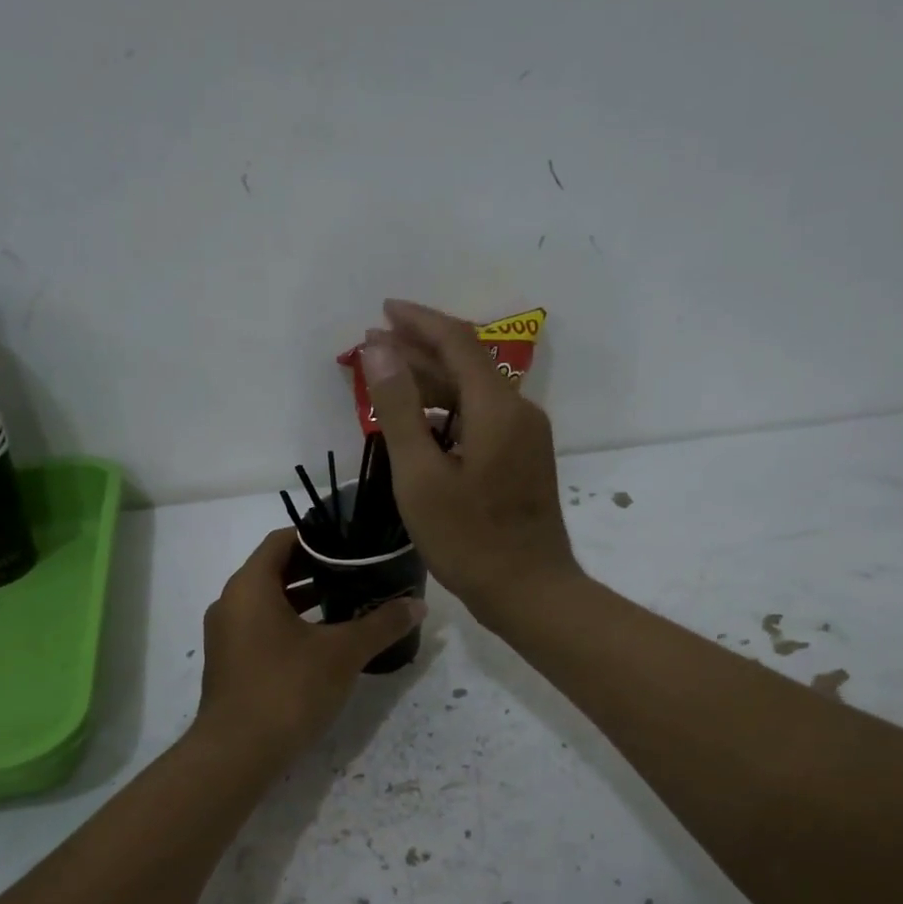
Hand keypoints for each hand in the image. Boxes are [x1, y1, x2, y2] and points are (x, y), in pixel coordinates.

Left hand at [195, 529, 426, 767]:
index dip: (318, 535)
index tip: (352, 541)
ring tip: (349, 601)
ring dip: (306, 598)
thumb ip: (381, 624)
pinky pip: (262, 627)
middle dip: (317, 568)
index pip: (282, 540)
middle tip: (359, 570)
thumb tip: (418, 605)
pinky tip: (325, 640)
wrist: (237, 754)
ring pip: (269, 602)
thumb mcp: (342, 653)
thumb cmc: (287, 689)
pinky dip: (292, 624)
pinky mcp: (231, 663)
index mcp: (250, 586)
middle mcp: (231, 603)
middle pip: (276, 570)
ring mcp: (227, 635)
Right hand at [360, 300, 582, 627]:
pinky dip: (450, 413)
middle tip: (373, 346)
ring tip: (389, 380)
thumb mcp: (420, 476)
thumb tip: (380, 348)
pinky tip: (423, 425)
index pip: (456, 343)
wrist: (529, 591)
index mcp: (498, 408)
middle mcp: (520, 412)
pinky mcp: (525, 461)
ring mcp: (527, 438)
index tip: (381, 312)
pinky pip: (483, 420)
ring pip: (475, 394)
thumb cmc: (468, 540)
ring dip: (433, 383)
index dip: (418, 322)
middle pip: (468, 364)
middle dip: (420, 350)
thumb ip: (399, 408)